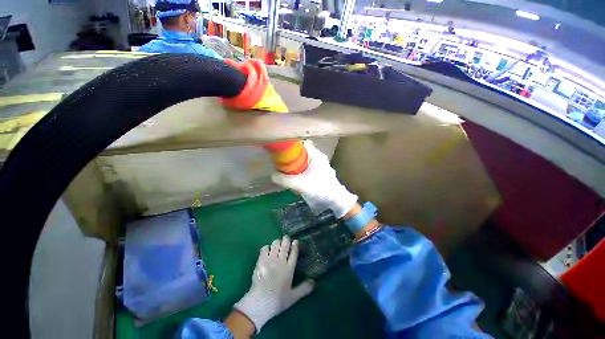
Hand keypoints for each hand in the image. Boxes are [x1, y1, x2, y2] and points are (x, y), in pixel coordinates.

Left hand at [234, 236, 313, 331]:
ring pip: (275, 244)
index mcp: (289, 269)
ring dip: (277, 242)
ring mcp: (270, 260)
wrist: (260, 303)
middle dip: (286, 240)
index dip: (295, 245)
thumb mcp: (293, 297)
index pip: (294, 252)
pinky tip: (267, 250)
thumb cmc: (278, 301)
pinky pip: (264, 248)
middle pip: (285, 245)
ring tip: (278, 244)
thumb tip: (314, 282)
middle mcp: (280, 261)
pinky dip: (267, 247)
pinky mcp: (261, 261)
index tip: (296, 241)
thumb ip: (304, 288)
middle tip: (286, 238)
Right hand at [272, 140, 357, 217]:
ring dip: (297, 164)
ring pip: (306, 160)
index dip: (292, 145)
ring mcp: (321, 165)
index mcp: (316, 155)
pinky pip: (309, 167)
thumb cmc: (319, 188)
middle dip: (293, 156)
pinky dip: (302, 170)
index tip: (283, 149)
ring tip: (288, 171)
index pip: (303, 143)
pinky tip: (297, 178)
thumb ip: (284, 180)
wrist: (335, 200)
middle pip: (303, 152)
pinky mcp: (321, 173)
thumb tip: (273, 175)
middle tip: (283, 162)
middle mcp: (319, 158)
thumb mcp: (299, 184)